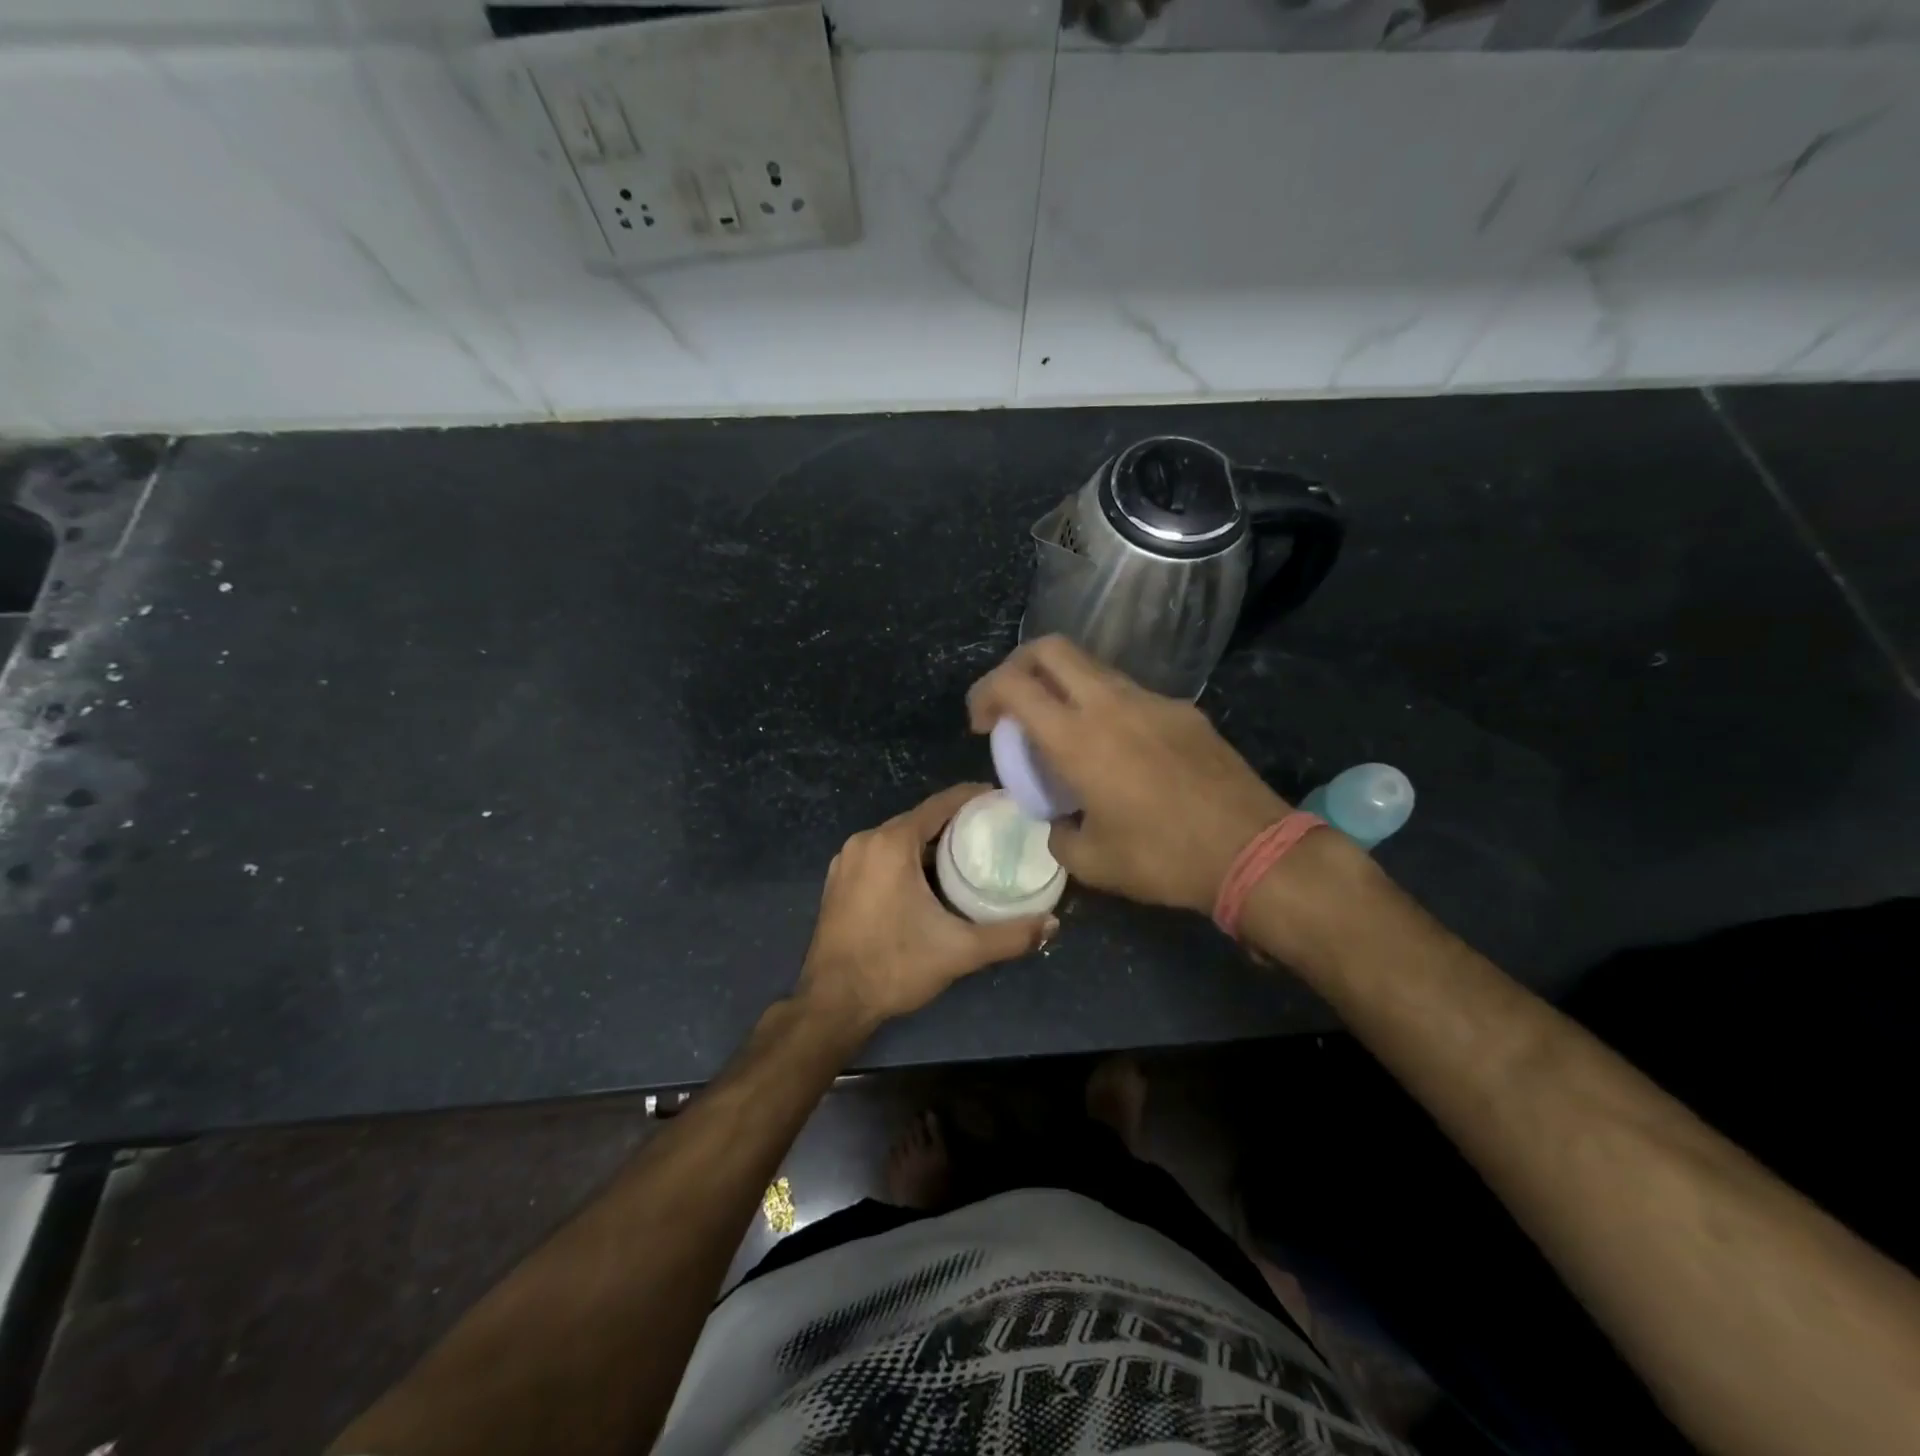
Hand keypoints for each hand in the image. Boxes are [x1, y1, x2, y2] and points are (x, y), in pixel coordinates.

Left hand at [796, 784, 1057, 1031]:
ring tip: (968, 854)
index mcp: (891, 843)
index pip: (940, 804)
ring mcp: (846, 860)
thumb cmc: (894, 966)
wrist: (832, 1002)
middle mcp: (865, 841)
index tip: (1003, 800)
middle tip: (994, 832)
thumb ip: (1009, 936)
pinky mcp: (838, 880)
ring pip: (898, 838)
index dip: (974, 797)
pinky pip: (880, 855)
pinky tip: (929, 878)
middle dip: (955, 822)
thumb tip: (1053, 924)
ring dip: (930, 842)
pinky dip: (906, 858)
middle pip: (919, 819)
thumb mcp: (959, 951)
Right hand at [967, 636, 1289, 914]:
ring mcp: (1151, 700)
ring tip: (1064, 732)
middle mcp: (1110, 704)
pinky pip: (1129, 694)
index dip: (984, 693)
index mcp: (1077, 738)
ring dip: (1063, 686)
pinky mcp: (1183, 710)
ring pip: (1092, 667)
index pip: (1013, 684)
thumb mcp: (1092, 862)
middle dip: (1018, 666)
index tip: (981, 723)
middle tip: (1012, 704)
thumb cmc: (1163, 858)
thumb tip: (1058, 822)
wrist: (1251, 850)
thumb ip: (1059, 834)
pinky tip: (1118, 751)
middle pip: (1050, 649)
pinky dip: (1104, 707)